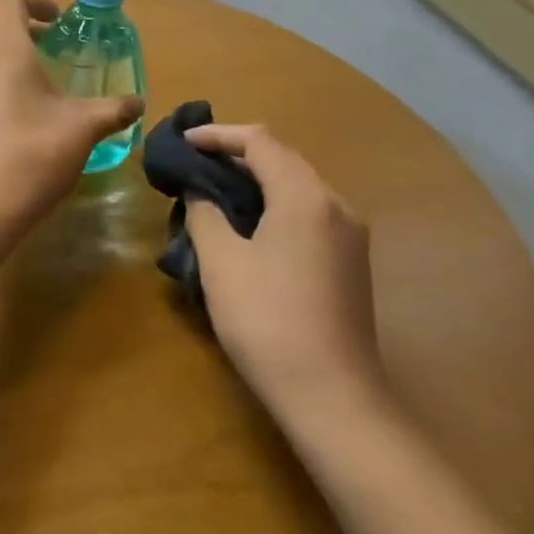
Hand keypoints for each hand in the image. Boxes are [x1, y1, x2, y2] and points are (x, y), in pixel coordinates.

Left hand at [0, 0, 143, 227]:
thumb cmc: (35, 151)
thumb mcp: (84, 127)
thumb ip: (113, 109)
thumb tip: (139, 103)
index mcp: (5, 50)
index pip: (11, 0)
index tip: (62, 20)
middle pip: (3, 30)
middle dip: (35, 35)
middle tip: (66, 54)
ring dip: (23, 64)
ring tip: (55, 91)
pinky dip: (9, 88)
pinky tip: (34, 121)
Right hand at [184, 124, 386, 424]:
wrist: (333, 399)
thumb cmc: (268, 322)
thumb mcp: (221, 262)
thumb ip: (204, 212)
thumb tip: (198, 189)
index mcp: (305, 196)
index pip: (259, 140)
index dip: (217, 134)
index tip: (182, 142)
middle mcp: (335, 204)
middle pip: (283, 157)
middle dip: (236, 153)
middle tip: (194, 162)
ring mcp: (350, 234)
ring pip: (298, 184)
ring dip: (257, 178)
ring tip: (215, 189)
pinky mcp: (351, 261)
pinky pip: (309, 211)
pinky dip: (275, 202)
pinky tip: (249, 224)